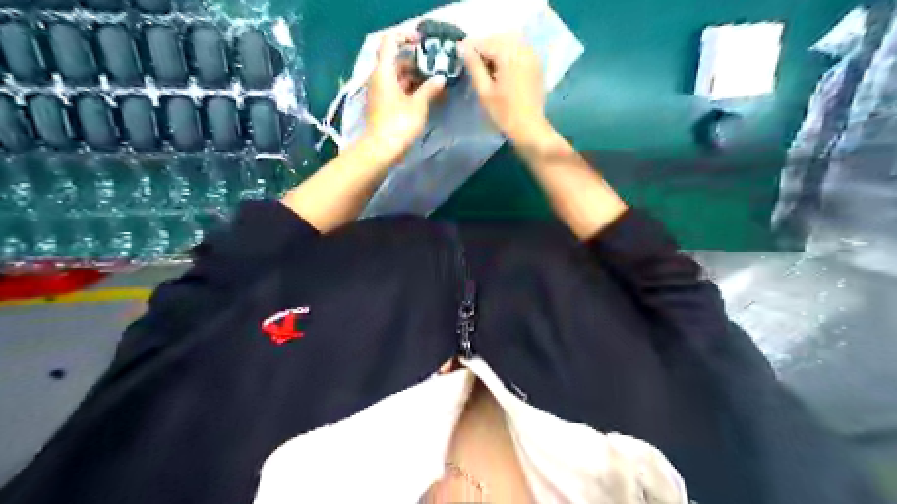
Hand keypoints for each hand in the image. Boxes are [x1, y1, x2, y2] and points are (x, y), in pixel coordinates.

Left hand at [365, 27, 448, 163]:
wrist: (380, 150)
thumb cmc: (399, 124)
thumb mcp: (418, 105)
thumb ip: (430, 89)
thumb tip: (440, 78)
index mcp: (384, 72)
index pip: (391, 42)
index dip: (406, 37)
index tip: (424, 42)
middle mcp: (378, 78)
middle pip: (396, 60)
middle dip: (416, 60)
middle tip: (436, 65)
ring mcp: (379, 92)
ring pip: (397, 76)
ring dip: (415, 76)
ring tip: (435, 81)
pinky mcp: (382, 105)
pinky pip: (397, 89)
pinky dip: (410, 89)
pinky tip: (426, 95)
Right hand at [466, 34, 549, 142]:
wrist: (529, 128)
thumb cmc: (504, 113)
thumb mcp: (484, 91)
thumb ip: (474, 66)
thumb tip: (462, 47)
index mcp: (509, 55)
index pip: (485, 42)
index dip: (471, 47)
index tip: (459, 54)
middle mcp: (522, 50)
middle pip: (498, 39)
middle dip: (485, 47)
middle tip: (473, 63)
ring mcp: (532, 56)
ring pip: (510, 43)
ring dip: (497, 51)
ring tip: (487, 67)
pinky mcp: (536, 64)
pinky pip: (520, 50)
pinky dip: (509, 55)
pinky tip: (502, 70)